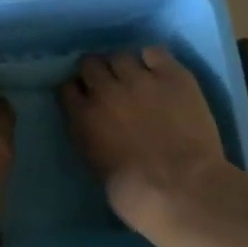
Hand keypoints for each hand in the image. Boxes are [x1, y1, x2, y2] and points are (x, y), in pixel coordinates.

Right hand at [59, 47, 232, 235]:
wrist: (180, 187)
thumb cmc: (135, 195)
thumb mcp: (95, 167)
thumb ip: (89, 136)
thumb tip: (95, 124)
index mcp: (83, 117)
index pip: (66, 88)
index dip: (76, 90)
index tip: (83, 96)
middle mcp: (106, 90)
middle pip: (90, 63)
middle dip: (95, 72)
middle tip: (108, 84)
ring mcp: (140, 79)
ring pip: (120, 55)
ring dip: (123, 65)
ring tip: (135, 77)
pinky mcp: (173, 75)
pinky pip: (155, 51)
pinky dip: (153, 59)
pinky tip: (158, 71)